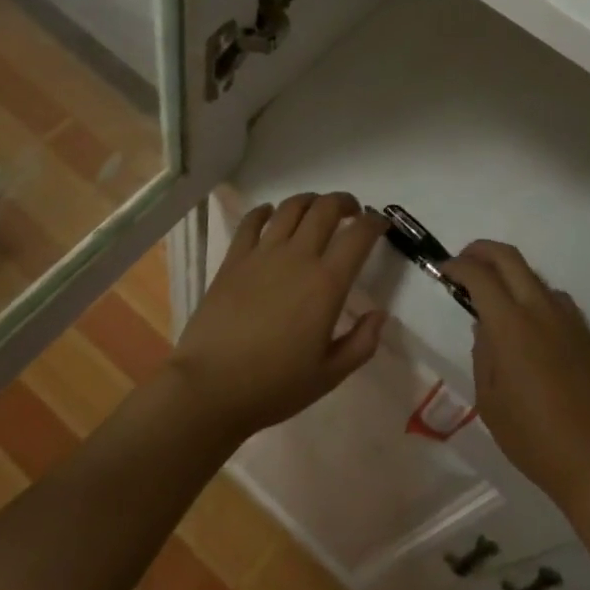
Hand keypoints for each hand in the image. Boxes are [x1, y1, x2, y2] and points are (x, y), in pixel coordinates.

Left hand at [168, 193, 388, 441]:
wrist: (209, 388)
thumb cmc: (274, 386)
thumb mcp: (330, 375)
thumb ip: (362, 343)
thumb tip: (379, 315)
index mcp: (327, 283)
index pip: (359, 235)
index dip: (374, 223)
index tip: (380, 225)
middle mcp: (297, 257)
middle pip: (326, 208)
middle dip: (345, 202)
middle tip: (352, 212)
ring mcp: (262, 254)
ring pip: (291, 208)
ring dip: (310, 201)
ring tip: (317, 210)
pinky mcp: (233, 259)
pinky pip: (251, 221)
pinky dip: (265, 211)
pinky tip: (270, 215)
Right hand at [443, 240, 589, 513]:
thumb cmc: (532, 437)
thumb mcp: (489, 400)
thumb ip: (483, 354)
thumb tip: (484, 327)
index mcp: (511, 326)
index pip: (479, 275)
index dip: (457, 266)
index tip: (442, 270)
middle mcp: (540, 310)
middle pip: (509, 257)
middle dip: (481, 251)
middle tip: (462, 263)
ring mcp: (566, 317)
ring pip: (532, 275)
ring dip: (507, 273)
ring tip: (490, 296)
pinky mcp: (584, 330)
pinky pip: (552, 297)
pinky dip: (530, 293)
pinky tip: (524, 321)